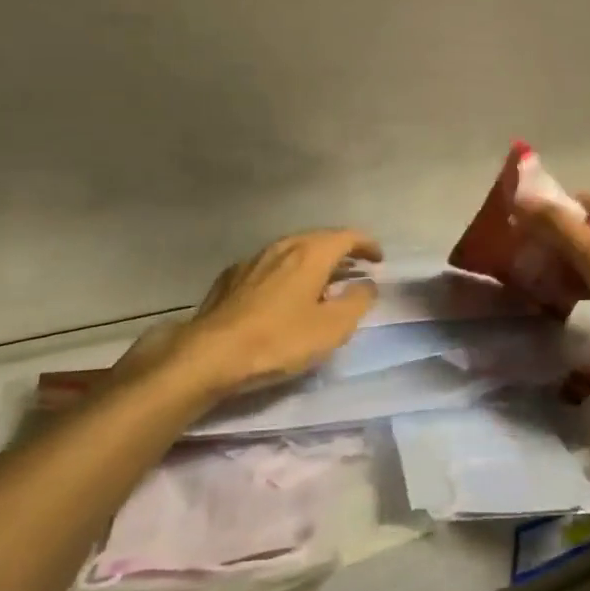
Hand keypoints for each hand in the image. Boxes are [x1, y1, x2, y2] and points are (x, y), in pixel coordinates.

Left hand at [111, 229, 382, 402]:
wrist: (211, 354)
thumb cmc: (279, 340)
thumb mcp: (332, 328)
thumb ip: (357, 302)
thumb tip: (366, 284)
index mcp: (310, 253)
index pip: (347, 237)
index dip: (366, 245)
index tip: (378, 259)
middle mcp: (282, 247)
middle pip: (318, 239)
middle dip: (340, 251)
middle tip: (354, 268)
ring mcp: (253, 260)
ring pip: (291, 250)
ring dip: (312, 261)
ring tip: (322, 280)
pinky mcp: (231, 278)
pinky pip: (269, 266)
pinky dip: (286, 272)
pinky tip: (282, 292)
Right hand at [514, 192, 589, 363]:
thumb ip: (559, 227)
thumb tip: (523, 199)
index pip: (580, 200)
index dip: (549, 213)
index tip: (521, 234)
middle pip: (587, 226)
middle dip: (555, 241)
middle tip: (525, 261)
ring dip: (567, 263)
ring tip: (537, 280)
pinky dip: (583, 281)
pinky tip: (562, 298)